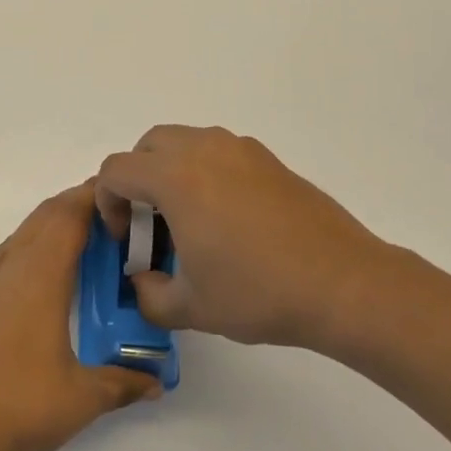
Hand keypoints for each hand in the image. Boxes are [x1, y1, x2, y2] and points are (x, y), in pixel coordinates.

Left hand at [0, 182, 160, 450]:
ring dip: (43, 235)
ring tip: (69, 255)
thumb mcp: (81, 398)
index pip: (69, 216)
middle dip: (72, 208)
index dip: (92, 198)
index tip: (115, 194)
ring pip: (16, 240)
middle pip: (42, 218)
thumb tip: (154, 383)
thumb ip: (121, 384)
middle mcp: (6, 266)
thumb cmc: (18, 404)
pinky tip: (24, 295)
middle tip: (102, 218)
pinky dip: (17, 262)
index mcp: (39, 276)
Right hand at [97, 126, 409, 353]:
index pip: (116, 170)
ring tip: (189, 221)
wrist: (343, 284)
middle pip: (147, 147)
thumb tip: (143, 281)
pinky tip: (226, 219)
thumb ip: (148, 294)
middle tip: (151, 225)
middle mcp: (203, 149)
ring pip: (184, 143)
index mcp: (175, 177)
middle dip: (136, 181)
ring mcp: (239, 149)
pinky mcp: (267, 159)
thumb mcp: (190, 307)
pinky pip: (217, 152)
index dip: (107, 203)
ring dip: (170, 172)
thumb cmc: (258, 292)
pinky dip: (204, 172)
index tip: (126, 239)